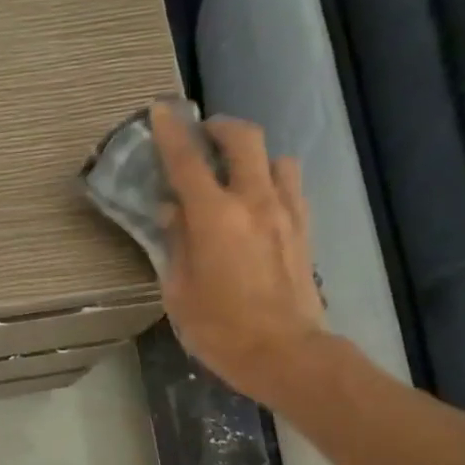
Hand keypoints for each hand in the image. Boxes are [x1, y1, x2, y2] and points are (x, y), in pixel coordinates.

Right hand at [153, 102, 327, 406]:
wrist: (285, 353)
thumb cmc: (220, 329)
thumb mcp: (179, 291)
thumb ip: (175, 243)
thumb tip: (173, 210)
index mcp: (214, 217)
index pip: (187, 161)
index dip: (171, 133)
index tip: (160, 110)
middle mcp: (253, 202)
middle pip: (244, 139)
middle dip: (221, 127)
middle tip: (203, 135)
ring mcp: (286, 213)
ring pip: (276, 158)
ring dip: (253, 156)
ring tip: (235, 172)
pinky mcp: (304, 229)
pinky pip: (291, 186)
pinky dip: (273, 180)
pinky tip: (259, 201)